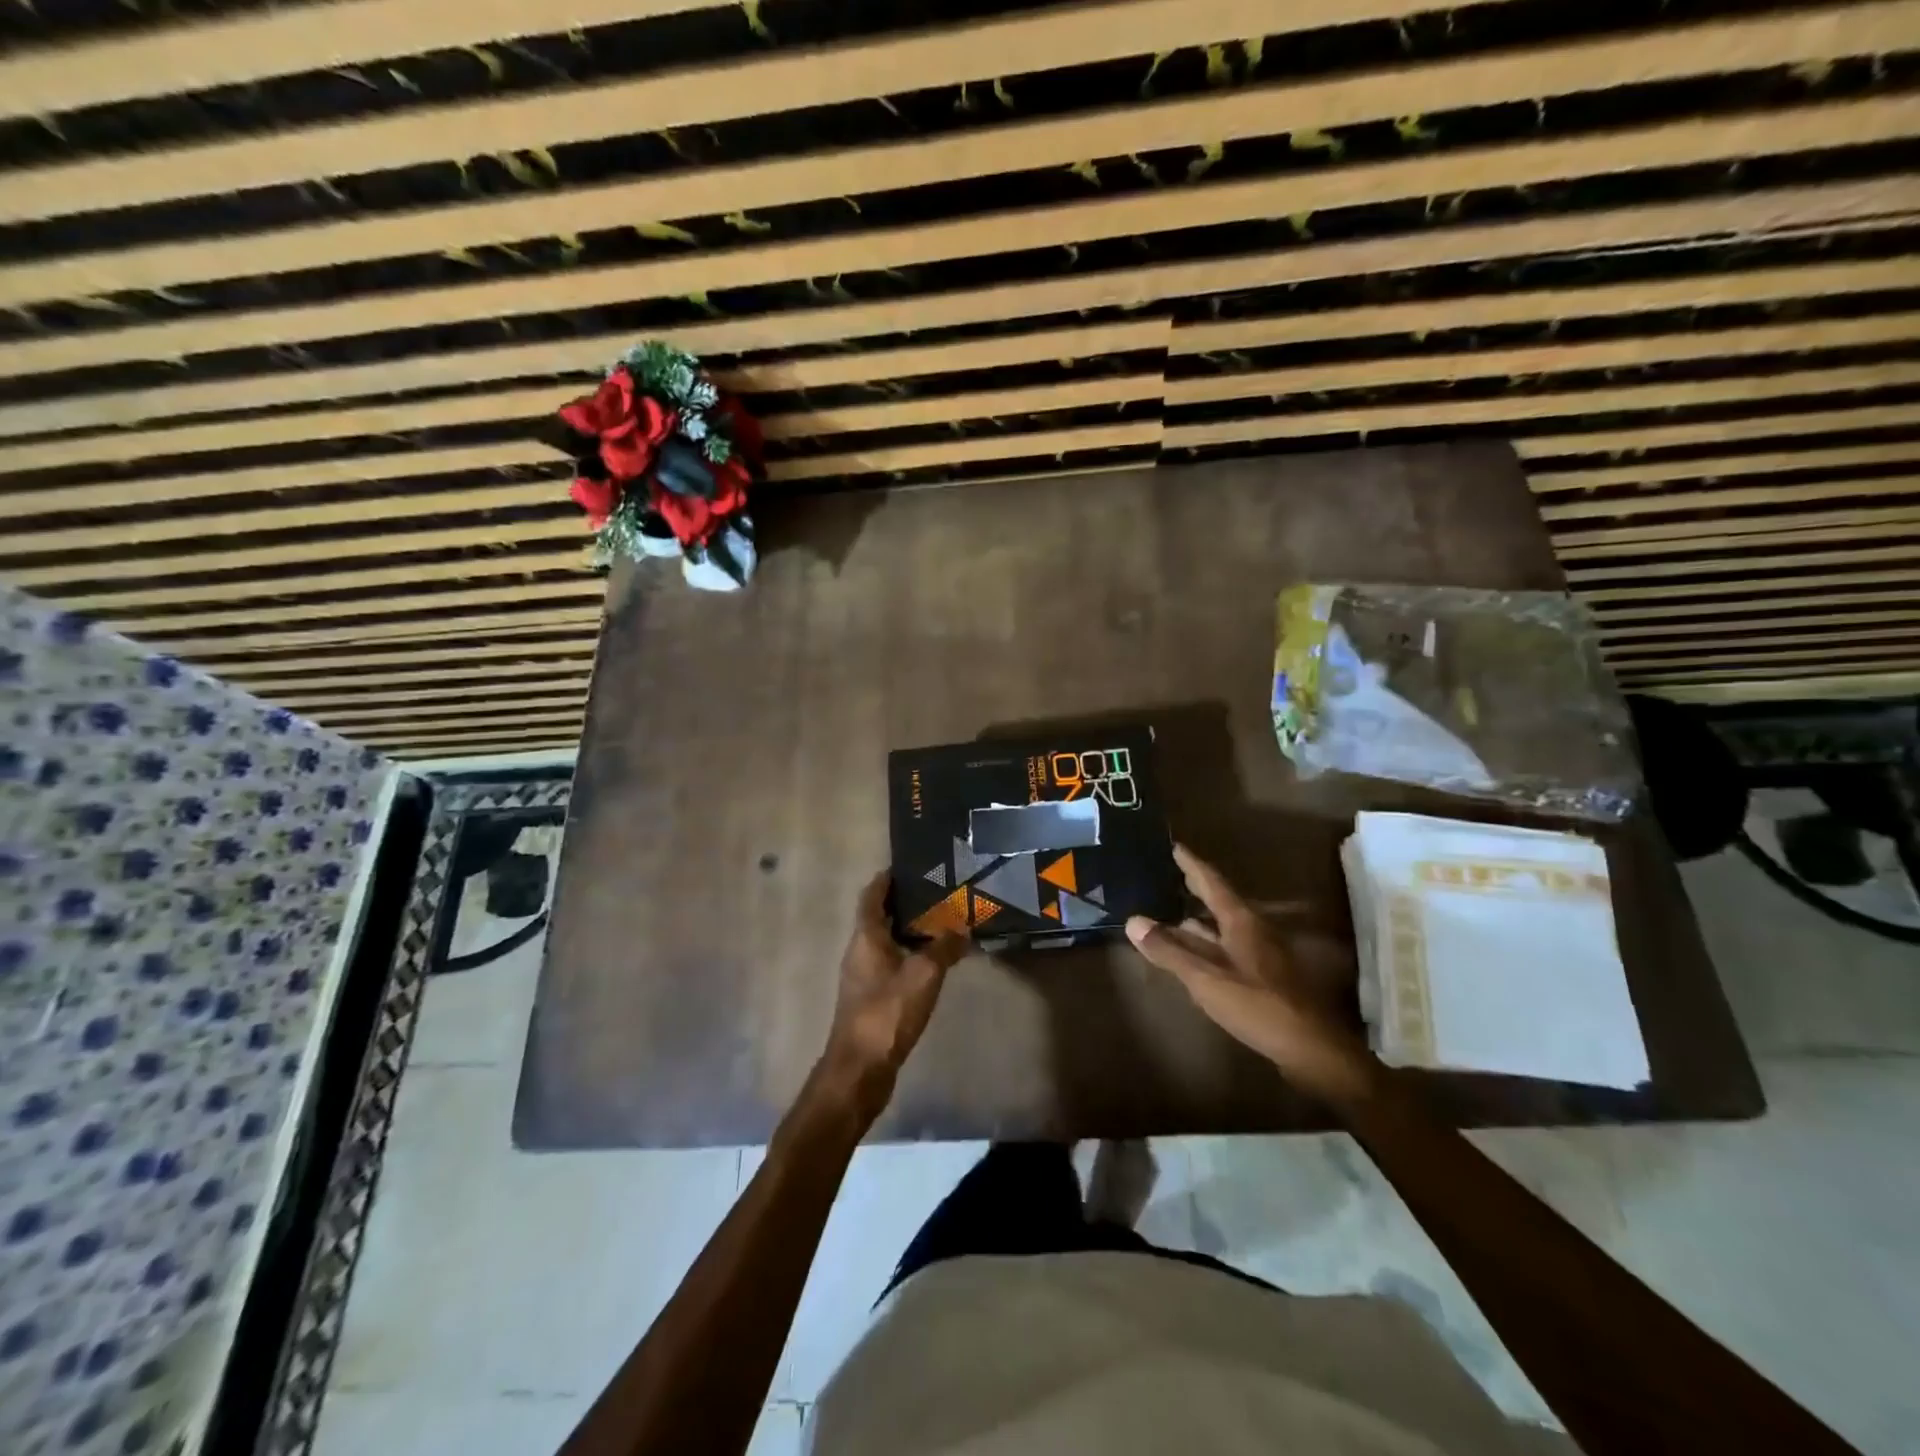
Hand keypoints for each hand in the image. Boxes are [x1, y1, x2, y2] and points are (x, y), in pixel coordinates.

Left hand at [815, 872, 968, 1122]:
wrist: (860, 1069)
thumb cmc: (888, 1012)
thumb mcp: (924, 975)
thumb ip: (944, 947)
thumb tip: (963, 928)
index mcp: (866, 937)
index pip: (872, 895)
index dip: (887, 879)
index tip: (909, 866)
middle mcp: (859, 951)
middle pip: (878, 916)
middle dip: (904, 903)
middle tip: (936, 892)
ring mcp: (862, 976)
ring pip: (885, 941)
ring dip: (908, 930)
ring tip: (940, 922)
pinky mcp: (870, 998)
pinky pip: (890, 964)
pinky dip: (908, 955)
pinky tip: (932, 962)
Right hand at [1126, 844, 1373, 1104]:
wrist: (1311, 1049)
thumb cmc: (1258, 1005)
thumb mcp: (1206, 979)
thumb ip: (1169, 951)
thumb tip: (1133, 921)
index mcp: (1241, 922)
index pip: (1211, 882)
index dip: (1191, 864)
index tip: (1173, 846)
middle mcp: (1254, 930)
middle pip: (1218, 902)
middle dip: (1194, 889)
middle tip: (1168, 875)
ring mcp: (1261, 954)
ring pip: (1222, 928)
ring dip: (1197, 921)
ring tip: (1170, 914)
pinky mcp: (1264, 977)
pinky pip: (1227, 948)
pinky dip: (1206, 945)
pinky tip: (1192, 955)